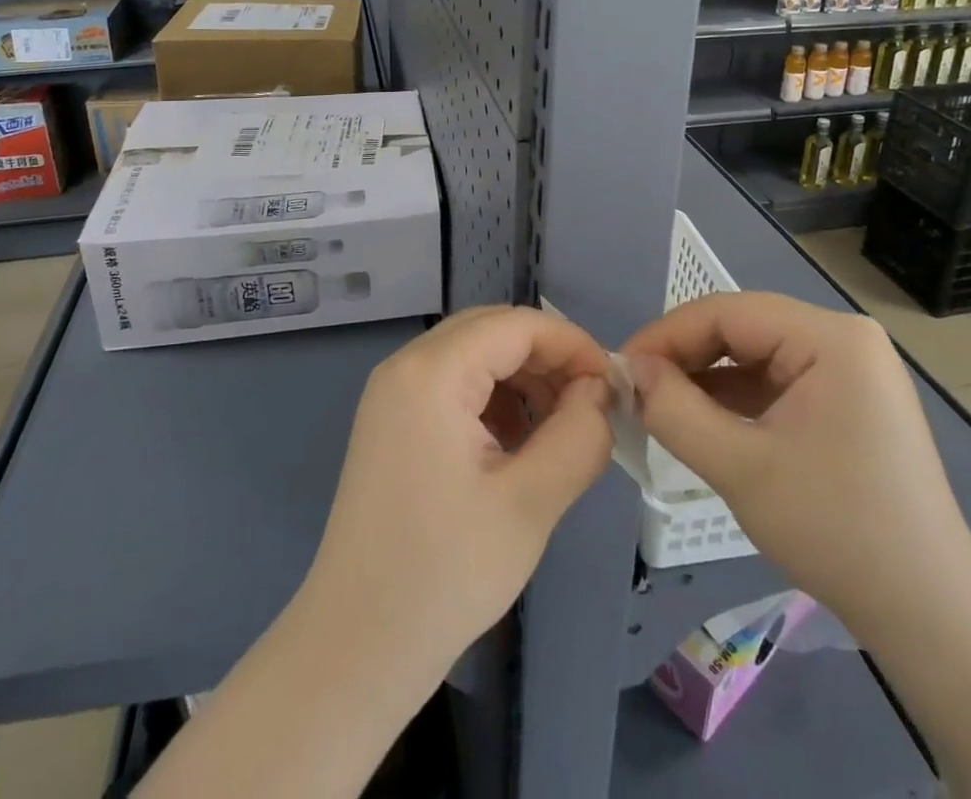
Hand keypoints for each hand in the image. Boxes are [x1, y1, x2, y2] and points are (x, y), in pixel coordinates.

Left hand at [303, 305, 613, 675]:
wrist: (356, 646)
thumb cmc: (445, 573)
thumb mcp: (530, 504)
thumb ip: (578, 435)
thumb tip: (600, 391)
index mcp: (432, 372)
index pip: (516, 325)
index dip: (572, 344)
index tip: (613, 386)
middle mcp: (406, 365)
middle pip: (492, 331)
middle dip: (548, 358)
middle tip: (590, 405)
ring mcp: (393, 393)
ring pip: (474, 354)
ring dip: (522, 378)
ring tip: (559, 428)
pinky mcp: (391, 421)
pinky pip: (453, 383)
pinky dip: (494, 398)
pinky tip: (517, 443)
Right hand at [621, 292, 970, 635]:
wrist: (928, 614)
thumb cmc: (836, 531)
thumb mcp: (741, 469)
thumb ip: (675, 411)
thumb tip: (631, 371)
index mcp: (832, 338)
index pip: (728, 312)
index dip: (668, 334)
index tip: (623, 368)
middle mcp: (844, 338)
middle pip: (743, 328)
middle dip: (686, 356)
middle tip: (638, 389)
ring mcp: (850, 369)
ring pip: (756, 354)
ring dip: (706, 377)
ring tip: (661, 405)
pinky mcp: (848, 399)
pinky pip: (777, 380)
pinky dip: (736, 397)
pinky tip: (703, 419)